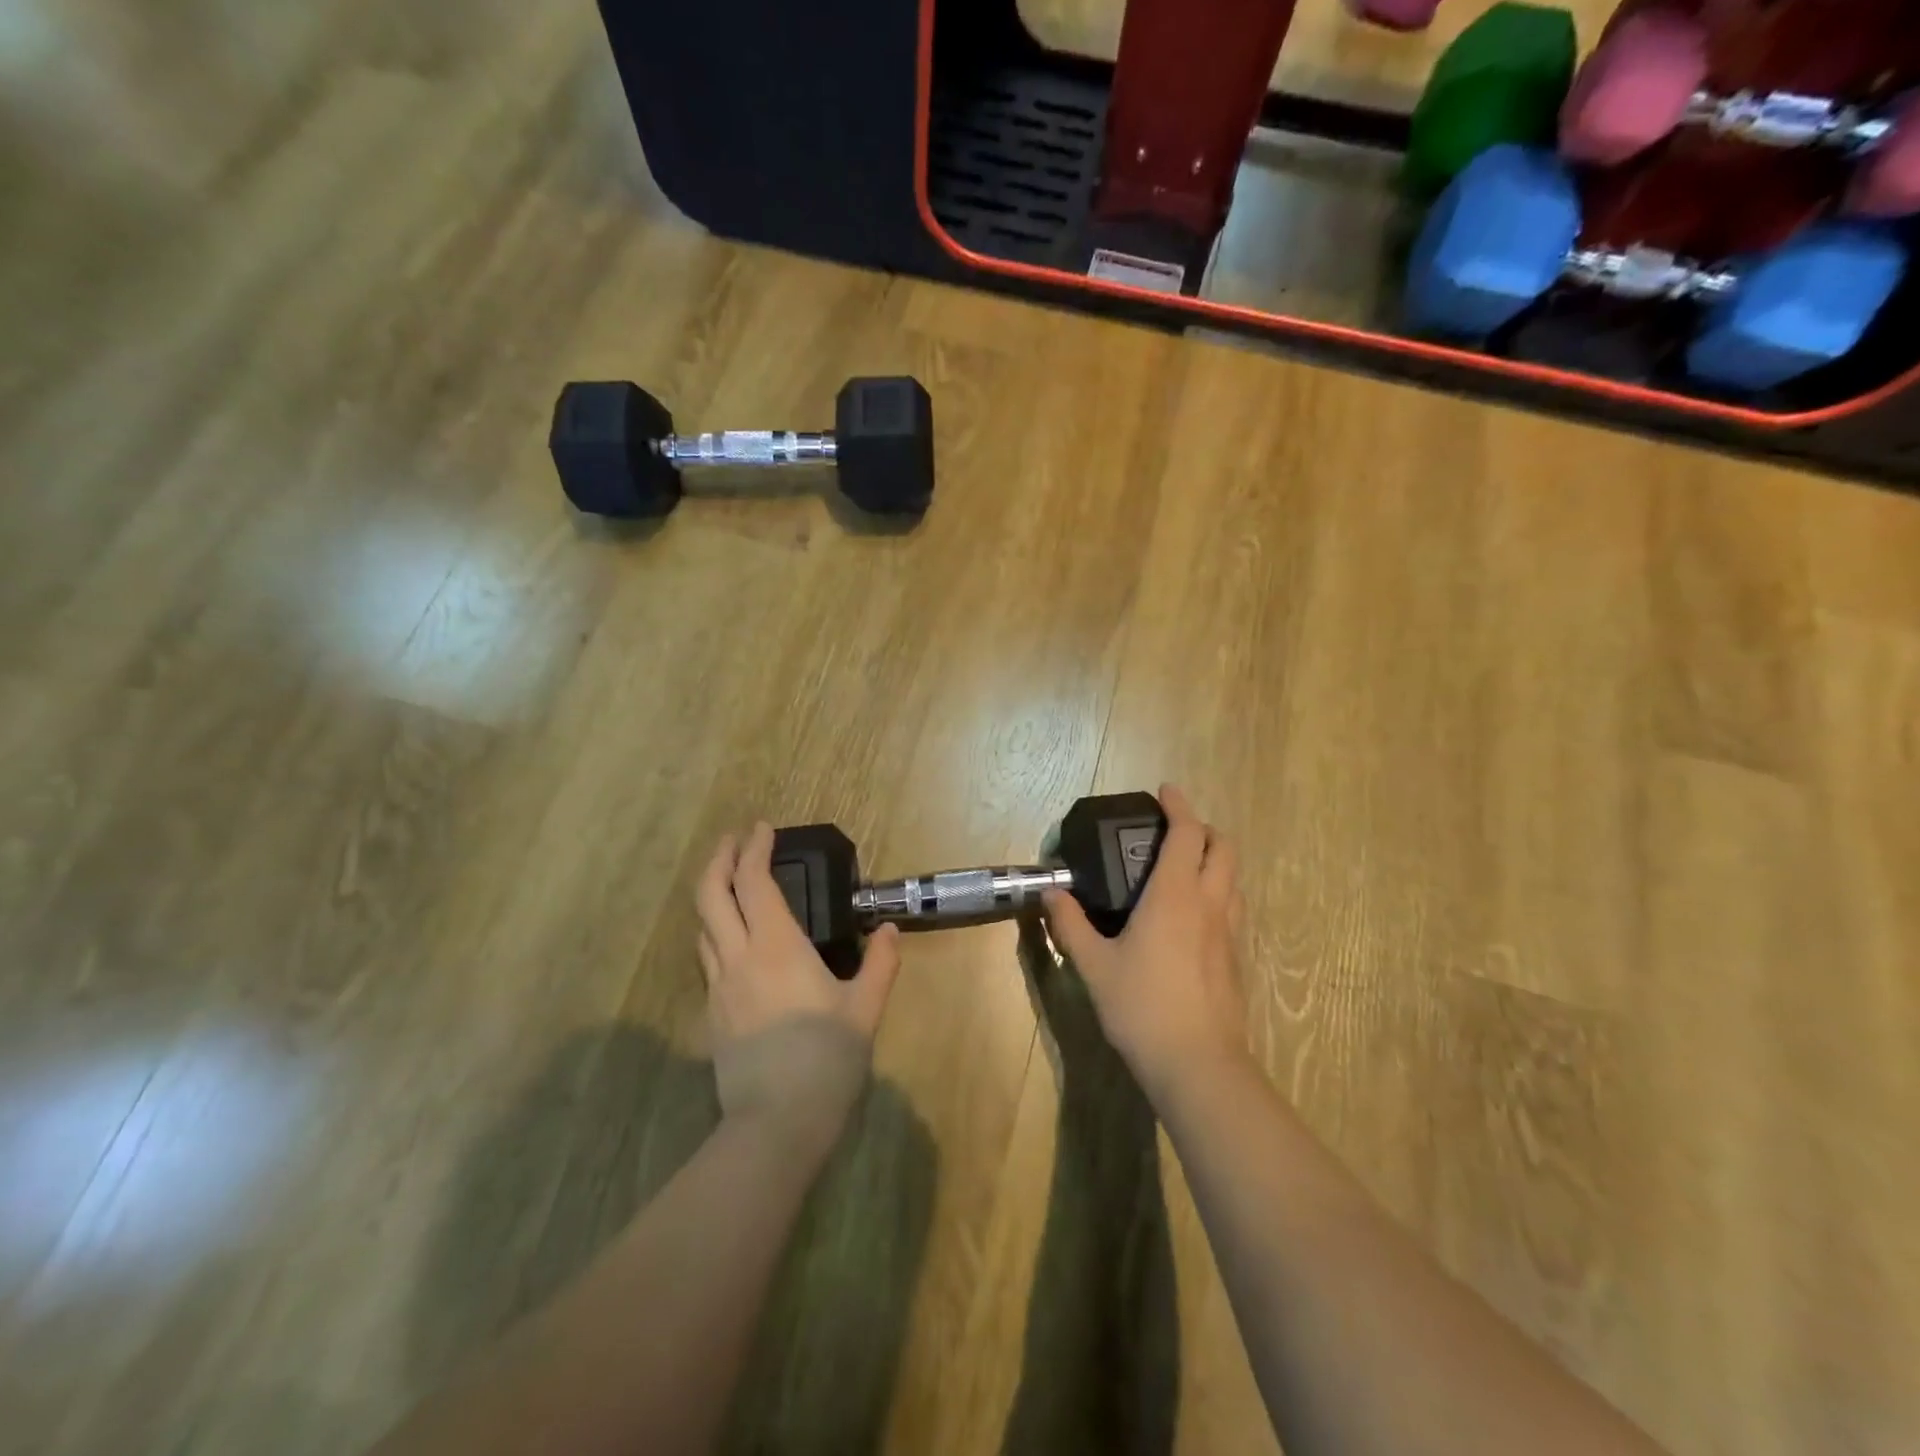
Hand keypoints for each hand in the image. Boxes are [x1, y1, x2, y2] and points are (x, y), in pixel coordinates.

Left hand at [696, 823, 901, 1159]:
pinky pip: (709, 960)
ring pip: (703, 927)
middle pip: (711, 895)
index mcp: (776, 947)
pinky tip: (737, 944)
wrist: (776, 1124)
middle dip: (720, 860)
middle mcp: (738, 958)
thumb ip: (880, 964)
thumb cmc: (826, 1059)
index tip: (762, 827)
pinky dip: (717, 933)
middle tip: (735, 841)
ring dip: (714, 896)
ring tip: (733, 885)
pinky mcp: (712, 1015)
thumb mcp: (864, 1009)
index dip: (754, 849)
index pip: (754, 883)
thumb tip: (891, 931)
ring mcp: (719, 987)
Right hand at [1042, 784, 1248, 1103]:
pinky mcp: (1236, 959)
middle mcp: (1209, 904)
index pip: (1188, 833)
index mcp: (1175, 895)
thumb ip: (1070, 924)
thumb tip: (1051, 892)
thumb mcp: (1094, 965)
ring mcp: (1229, 933)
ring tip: (1185, 868)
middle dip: (1205, 829)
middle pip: (1224, 848)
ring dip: (1215, 861)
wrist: (1198, 1065)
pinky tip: (1193, 916)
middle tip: (1175, 831)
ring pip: (1234, 879)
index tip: (1165, 791)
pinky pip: (1233, 908)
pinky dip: (1218, 893)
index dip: (1179, 806)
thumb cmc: (1141, 1006)